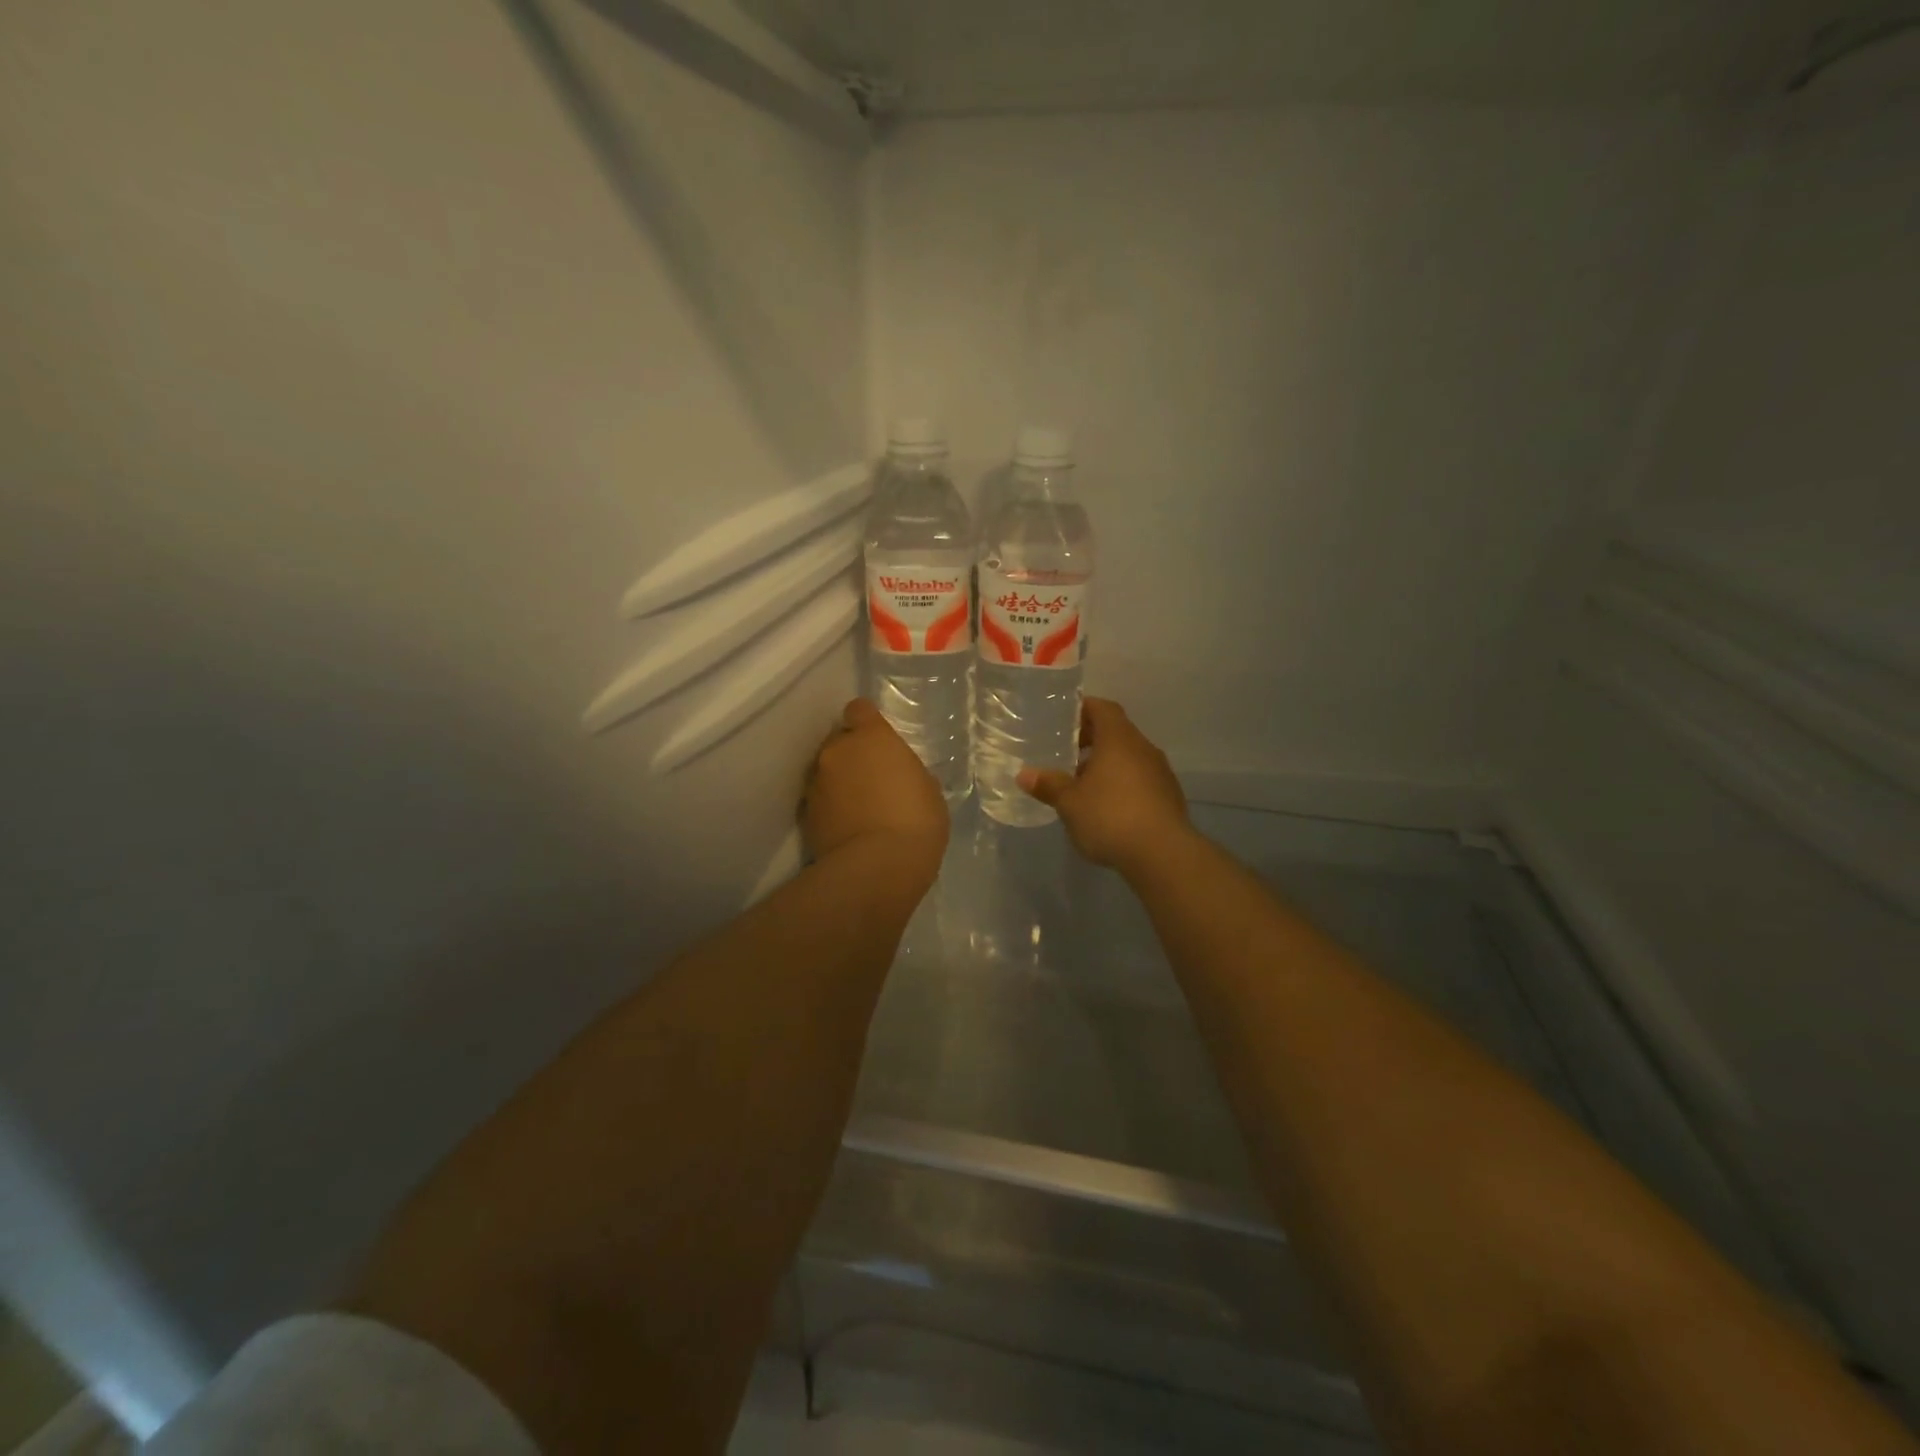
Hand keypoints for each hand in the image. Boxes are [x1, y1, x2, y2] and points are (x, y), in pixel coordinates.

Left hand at [803, 699, 948, 885]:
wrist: (877, 867)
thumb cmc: (916, 821)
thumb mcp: (927, 790)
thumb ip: (907, 773)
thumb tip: (900, 778)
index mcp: (872, 737)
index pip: (859, 709)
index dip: (867, 722)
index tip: (877, 739)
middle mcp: (837, 751)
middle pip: (840, 741)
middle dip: (852, 754)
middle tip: (871, 779)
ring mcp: (816, 782)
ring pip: (826, 771)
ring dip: (839, 782)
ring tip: (859, 808)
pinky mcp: (805, 814)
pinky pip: (819, 800)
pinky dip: (830, 808)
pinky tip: (847, 827)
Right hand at [1018, 699, 1192, 873]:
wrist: (1163, 854)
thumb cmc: (1110, 817)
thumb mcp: (1070, 802)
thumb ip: (1048, 785)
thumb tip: (1024, 774)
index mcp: (1119, 739)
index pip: (1103, 708)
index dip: (1083, 709)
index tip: (1064, 719)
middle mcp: (1143, 748)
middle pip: (1117, 732)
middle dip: (1092, 739)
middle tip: (1066, 753)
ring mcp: (1160, 772)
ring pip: (1130, 757)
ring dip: (1108, 764)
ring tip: (1083, 783)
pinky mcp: (1169, 797)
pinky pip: (1141, 779)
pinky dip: (1123, 784)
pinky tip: (1107, 807)